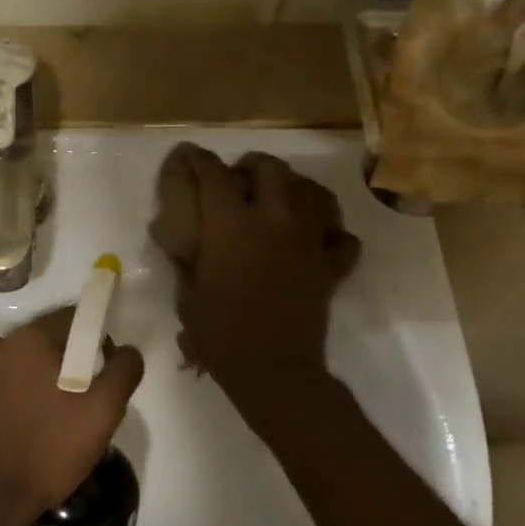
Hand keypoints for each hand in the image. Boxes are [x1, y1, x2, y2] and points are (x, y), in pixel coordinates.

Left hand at [0, 307, 144, 525]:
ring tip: (63, 422)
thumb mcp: (102, 411)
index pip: (74, 318)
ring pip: (30, 364)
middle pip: (51, 341)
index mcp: (28, 338)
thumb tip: (127, 350)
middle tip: (88, 404)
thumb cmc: (48, 450)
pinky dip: (28, 396)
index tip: (106, 375)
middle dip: (74, 364)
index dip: (99, 341)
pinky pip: (10, 384)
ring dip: (50, 381)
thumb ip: (123, 371)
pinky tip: (37, 429)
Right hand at [149, 143, 360, 399]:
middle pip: (271, 169)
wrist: (272, 368)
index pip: (213, 175)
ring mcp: (308, 240)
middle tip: (240, 177)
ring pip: (312, 192)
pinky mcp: (330, 265)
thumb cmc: (220, 334)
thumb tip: (183, 242)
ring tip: (280, 197)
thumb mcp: (188, 294)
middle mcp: (274, 219)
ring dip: (294, 187)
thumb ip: (187, 261)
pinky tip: (317, 238)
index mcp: (232, 224)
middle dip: (252, 165)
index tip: (188, 157)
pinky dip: (331, 232)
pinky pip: (341, 237)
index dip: (197, 160)